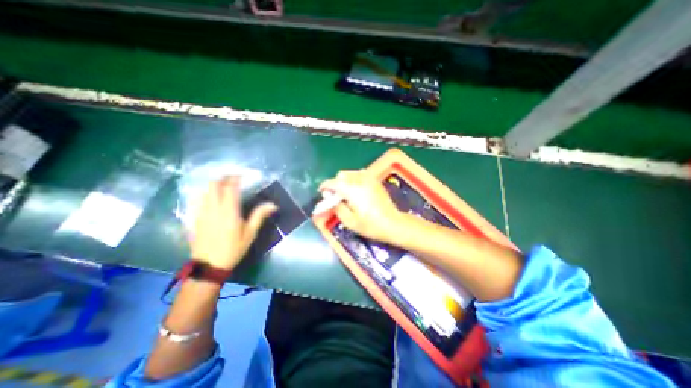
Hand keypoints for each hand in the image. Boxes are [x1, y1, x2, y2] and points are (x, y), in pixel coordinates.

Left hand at [190, 176, 277, 269]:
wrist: (209, 266)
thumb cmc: (233, 249)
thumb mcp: (250, 234)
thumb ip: (259, 216)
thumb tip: (273, 204)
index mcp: (229, 211)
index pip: (230, 187)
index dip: (237, 178)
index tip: (244, 175)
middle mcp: (213, 208)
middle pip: (214, 184)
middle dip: (224, 178)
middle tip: (235, 179)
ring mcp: (201, 212)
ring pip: (205, 190)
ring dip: (215, 185)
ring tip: (225, 187)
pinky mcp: (195, 218)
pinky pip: (199, 200)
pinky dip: (207, 194)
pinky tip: (214, 199)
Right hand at [319, 169, 405, 241]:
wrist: (393, 223)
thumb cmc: (370, 225)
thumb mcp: (349, 221)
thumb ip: (336, 207)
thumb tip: (329, 196)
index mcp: (352, 189)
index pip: (333, 182)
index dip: (325, 186)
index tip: (321, 192)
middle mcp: (360, 180)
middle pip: (342, 175)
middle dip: (335, 183)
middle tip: (334, 196)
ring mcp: (369, 179)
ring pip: (351, 173)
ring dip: (344, 180)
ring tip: (345, 193)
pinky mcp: (375, 181)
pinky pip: (360, 175)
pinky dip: (354, 179)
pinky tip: (356, 190)